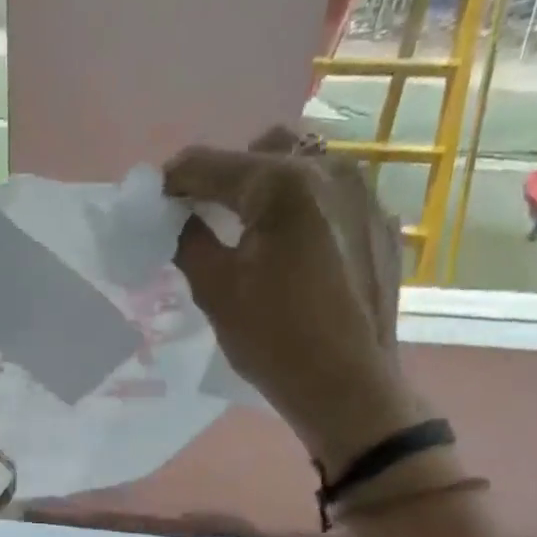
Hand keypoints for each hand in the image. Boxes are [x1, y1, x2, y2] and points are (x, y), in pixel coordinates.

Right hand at [166, 126, 423, 475]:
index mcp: (283, 184)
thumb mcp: (214, 290)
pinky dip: (304, 210)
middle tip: (207, 216)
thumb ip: (187, 239)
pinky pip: (333, 196)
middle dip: (228, 175)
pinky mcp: (381, 223)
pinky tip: (294, 252)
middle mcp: (330, 171)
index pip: (210, 164)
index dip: (174, 180)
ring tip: (253, 232)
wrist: (348, 387)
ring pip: (304, 166)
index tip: (155, 202)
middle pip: (263, 150)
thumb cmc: (274, 340)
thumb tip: (177, 216)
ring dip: (269, 187)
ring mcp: (364, 194)